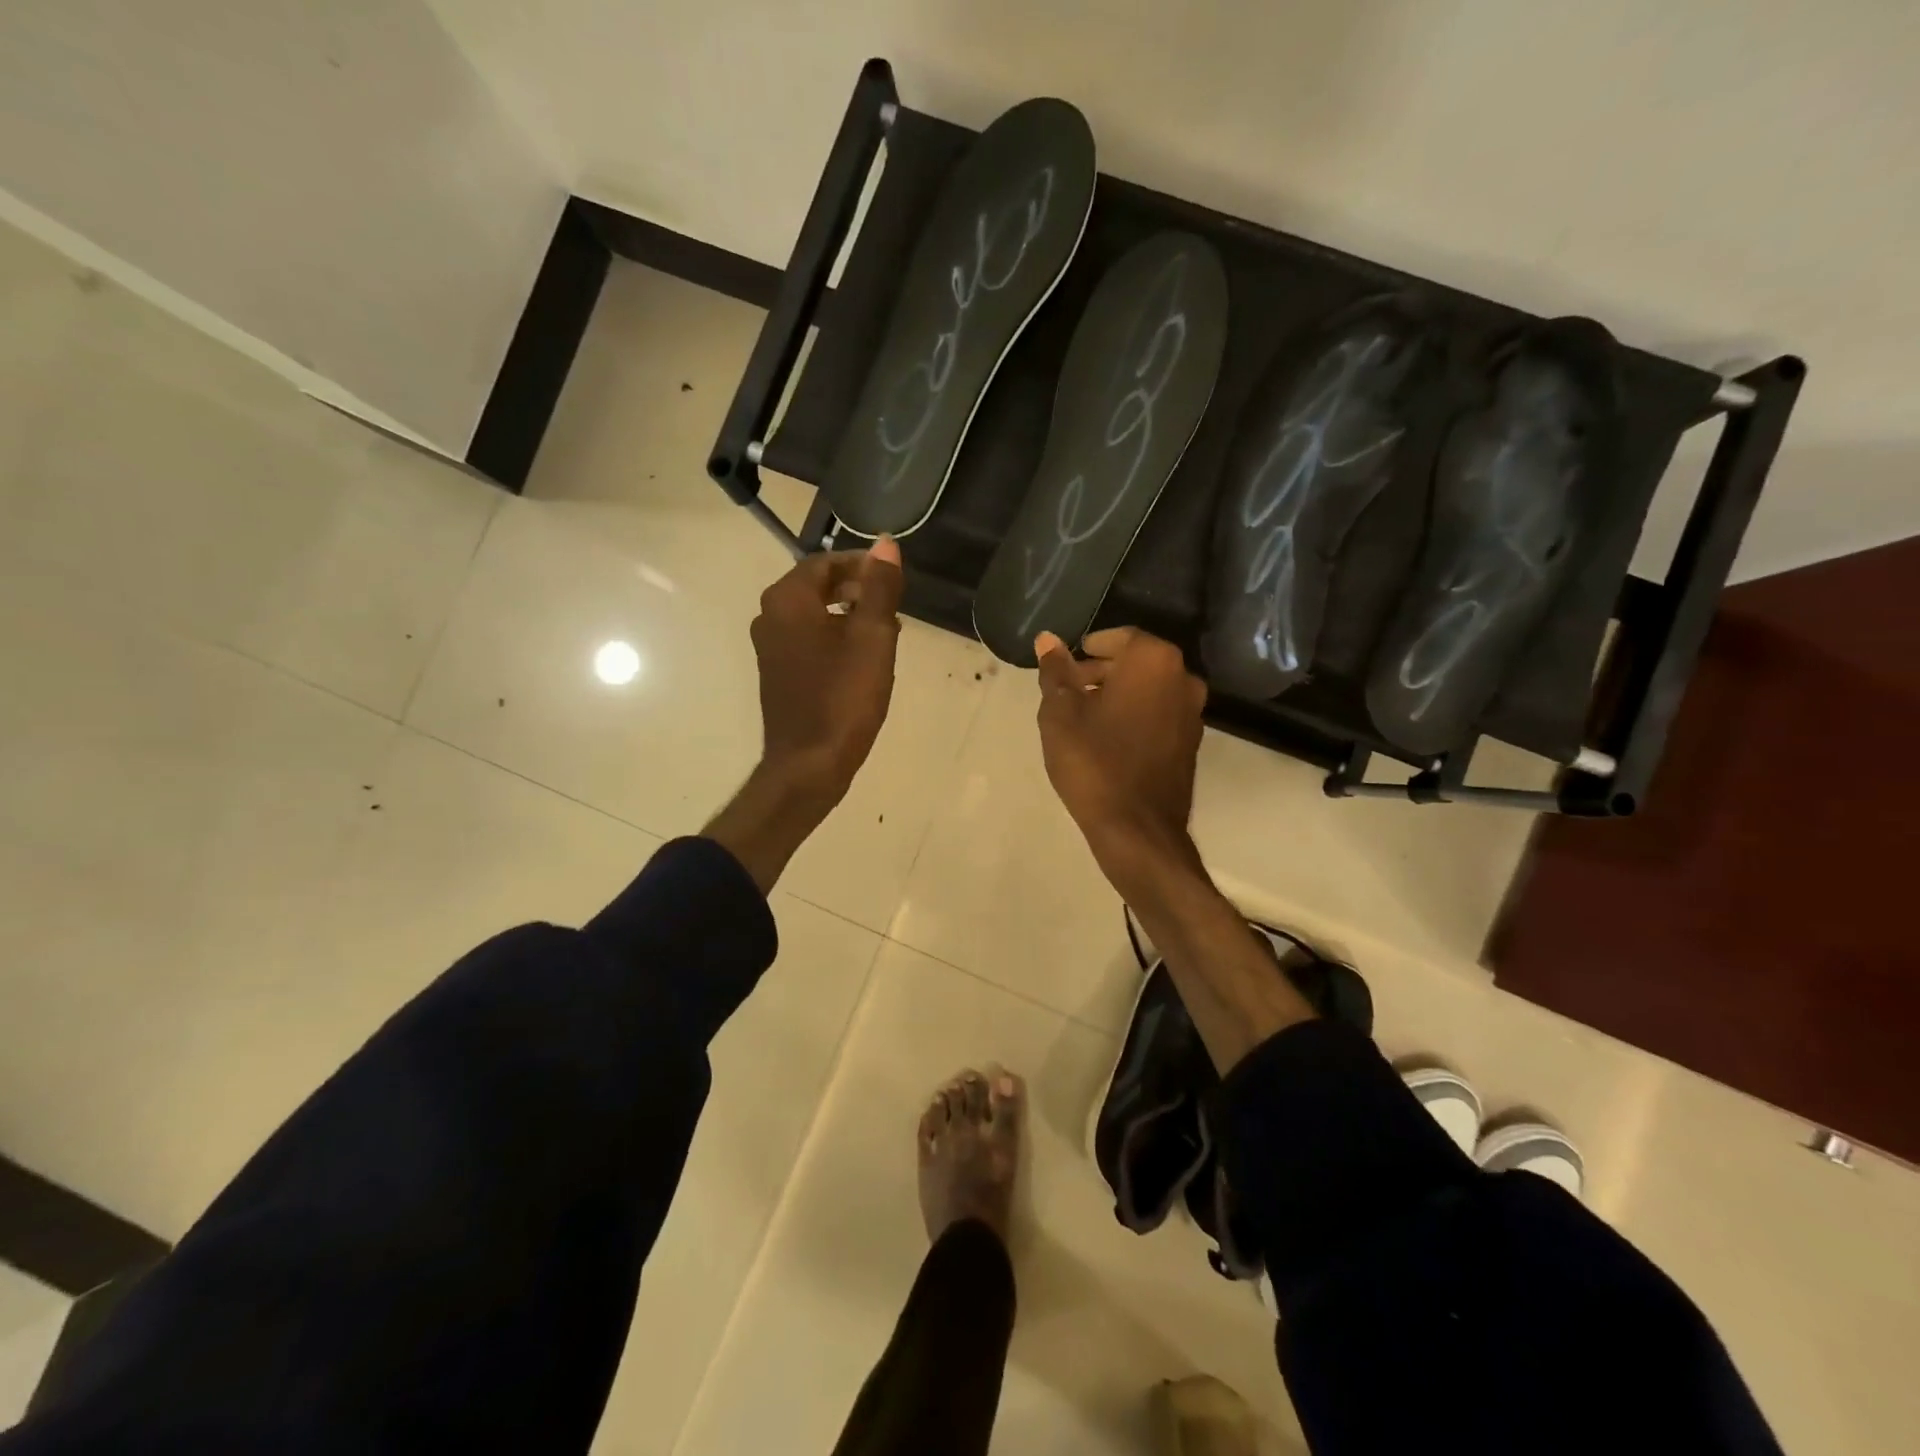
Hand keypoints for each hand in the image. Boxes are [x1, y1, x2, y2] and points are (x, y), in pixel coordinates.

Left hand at [749, 536, 904, 812]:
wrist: (809, 763)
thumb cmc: (844, 697)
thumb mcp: (873, 637)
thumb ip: (880, 587)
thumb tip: (887, 544)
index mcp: (787, 600)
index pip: (826, 562)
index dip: (863, 565)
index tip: (894, 578)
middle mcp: (769, 616)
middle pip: (818, 586)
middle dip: (858, 590)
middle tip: (894, 606)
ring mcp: (770, 647)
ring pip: (815, 614)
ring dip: (849, 615)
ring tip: (886, 632)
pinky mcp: (777, 672)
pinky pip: (808, 639)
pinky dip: (835, 637)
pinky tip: (863, 659)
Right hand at [1034, 627, 1207, 894]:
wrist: (1137, 828)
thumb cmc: (1093, 762)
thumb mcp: (1060, 714)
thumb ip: (1056, 672)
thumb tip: (1047, 639)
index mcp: (1153, 661)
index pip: (1120, 637)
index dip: (1090, 648)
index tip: (1068, 666)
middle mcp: (1183, 679)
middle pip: (1138, 662)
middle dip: (1102, 672)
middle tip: (1069, 692)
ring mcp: (1193, 713)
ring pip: (1150, 689)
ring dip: (1119, 695)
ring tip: (1084, 718)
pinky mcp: (1191, 743)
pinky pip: (1160, 715)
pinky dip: (1136, 716)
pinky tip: (1108, 740)